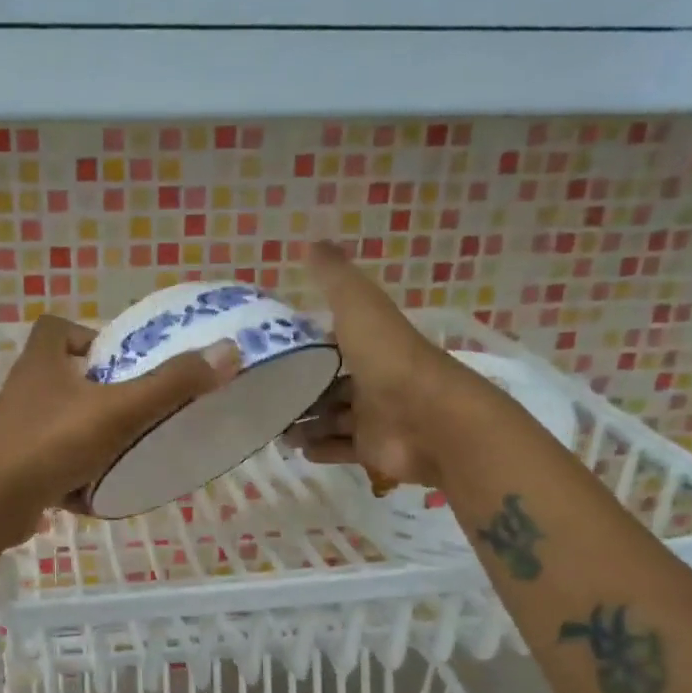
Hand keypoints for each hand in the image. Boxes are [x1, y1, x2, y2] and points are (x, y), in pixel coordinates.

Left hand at [0, 314, 239, 543]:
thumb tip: (228, 352)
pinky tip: (98, 490)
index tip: (120, 359)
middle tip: (136, 406)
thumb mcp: (119, 410)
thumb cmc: (52, 443)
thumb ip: (172, 384)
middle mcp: (24, 390)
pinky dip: (74, 472)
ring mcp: (15, 431)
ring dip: (89, 433)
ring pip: (59, 421)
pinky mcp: (13, 467)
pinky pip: (51, 461)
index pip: (57, 328)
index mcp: (42, 362)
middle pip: (63, 376)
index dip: (88, 335)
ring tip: (126, 449)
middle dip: (98, 390)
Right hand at [285, 241, 500, 487]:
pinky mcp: (374, 450)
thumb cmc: (390, 360)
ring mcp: (375, 417)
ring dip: (305, 422)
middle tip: (261, 396)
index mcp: (371, 345)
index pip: (333, 343)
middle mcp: (373, 380)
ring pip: (332, 419)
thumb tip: (311, 242)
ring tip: (272, 426)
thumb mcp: (358, 307)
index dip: (305, 346)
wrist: (431, 420)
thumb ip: (334, 278)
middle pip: (329, 385)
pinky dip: (321, 449)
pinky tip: (298, 449)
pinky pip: (342, 449)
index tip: (269, 353)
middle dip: (299, 391)